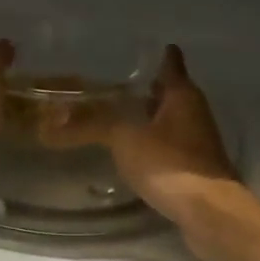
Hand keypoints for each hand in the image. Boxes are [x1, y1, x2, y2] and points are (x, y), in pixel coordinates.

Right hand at [39, 45, 236, 226]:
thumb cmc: (170, 164)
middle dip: (149, 88)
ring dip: (150, 118)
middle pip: (171, 92)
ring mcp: (198, 142)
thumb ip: (91, 125)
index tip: (143, 48)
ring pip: (171, 120)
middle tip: (119, 84)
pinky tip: (134, 152)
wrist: (209, 212)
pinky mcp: (195, 168)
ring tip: (120, 116)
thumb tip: (50, 120)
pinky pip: (170, 146)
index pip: (171, 63)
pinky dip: (154, 143)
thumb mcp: (125, 139)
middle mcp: (194, 113)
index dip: (159, 54)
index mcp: (182, 95)